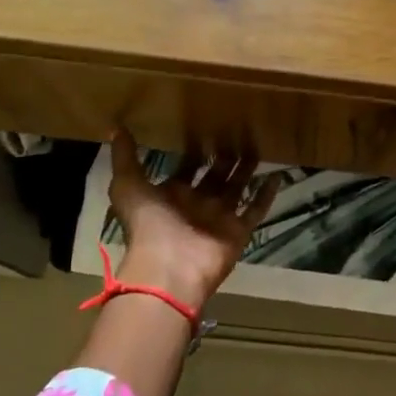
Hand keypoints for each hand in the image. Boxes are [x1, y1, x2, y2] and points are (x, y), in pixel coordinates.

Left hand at [108, 130, 277, 308]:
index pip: (187, 168)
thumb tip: (117, 127)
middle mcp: (197, 204)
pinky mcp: (238, 231)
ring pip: (237, 189)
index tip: (208, 127)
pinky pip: (256, 210)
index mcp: (172, 195)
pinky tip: (278, 175)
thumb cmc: (148, 225)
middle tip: (239, 132)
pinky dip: (266, 195)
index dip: (196, 151)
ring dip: (246, 171)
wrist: (169, 268)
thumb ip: (125, 157)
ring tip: (259, 147)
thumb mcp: (128, 186)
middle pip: (215, 176)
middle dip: (225, 157)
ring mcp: (219, 218)